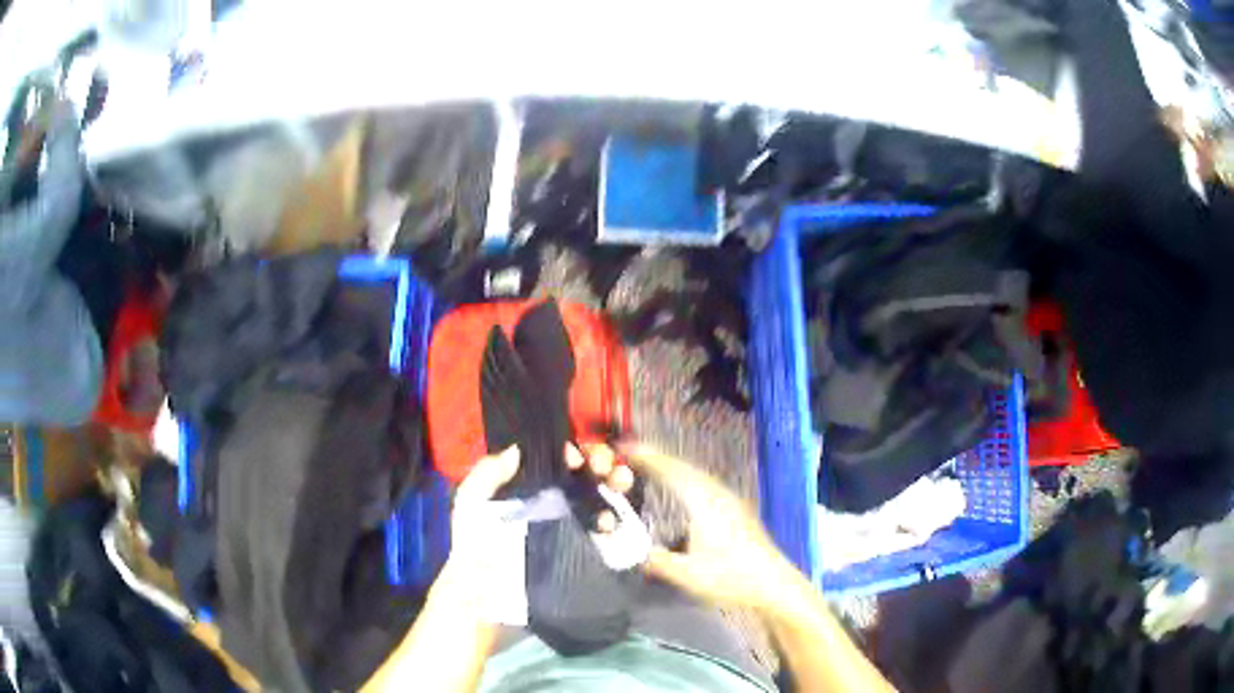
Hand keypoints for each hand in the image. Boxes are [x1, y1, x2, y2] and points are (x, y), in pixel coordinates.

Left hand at [439, 443, 636, 619]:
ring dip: (614, 483)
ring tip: (619, 484)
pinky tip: (611, 522)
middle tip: (606, 467)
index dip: (570, 451)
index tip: (575, 458)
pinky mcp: (583, 552)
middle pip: (582, 473)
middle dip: (600, 461)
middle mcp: (549, 503)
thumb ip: (487, 474)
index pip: (554, 460)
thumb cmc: (474, 551)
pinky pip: (606, 531)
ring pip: (599, 496)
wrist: (486, 602)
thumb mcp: (470, 508)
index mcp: (524, 488)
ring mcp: (569, 527)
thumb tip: (517, 449)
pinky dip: (616, 520)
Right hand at [618, 442, 807, 615]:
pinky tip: (682, 490)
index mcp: (704, 503)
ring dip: (672, 468)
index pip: (671, 471)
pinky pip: (704, 484)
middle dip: (657, 458)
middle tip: (631, 453)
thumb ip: (657, 562)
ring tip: (651, 467)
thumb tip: (635, 555)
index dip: (647, 457)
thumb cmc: (731, 577)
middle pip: (684, 467)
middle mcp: (717, 494)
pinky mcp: (736, 510)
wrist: (772, 583)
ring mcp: (730, 500)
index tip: (625, 447)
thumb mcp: (687, 575)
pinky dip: (685, 479)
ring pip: (696, 475)